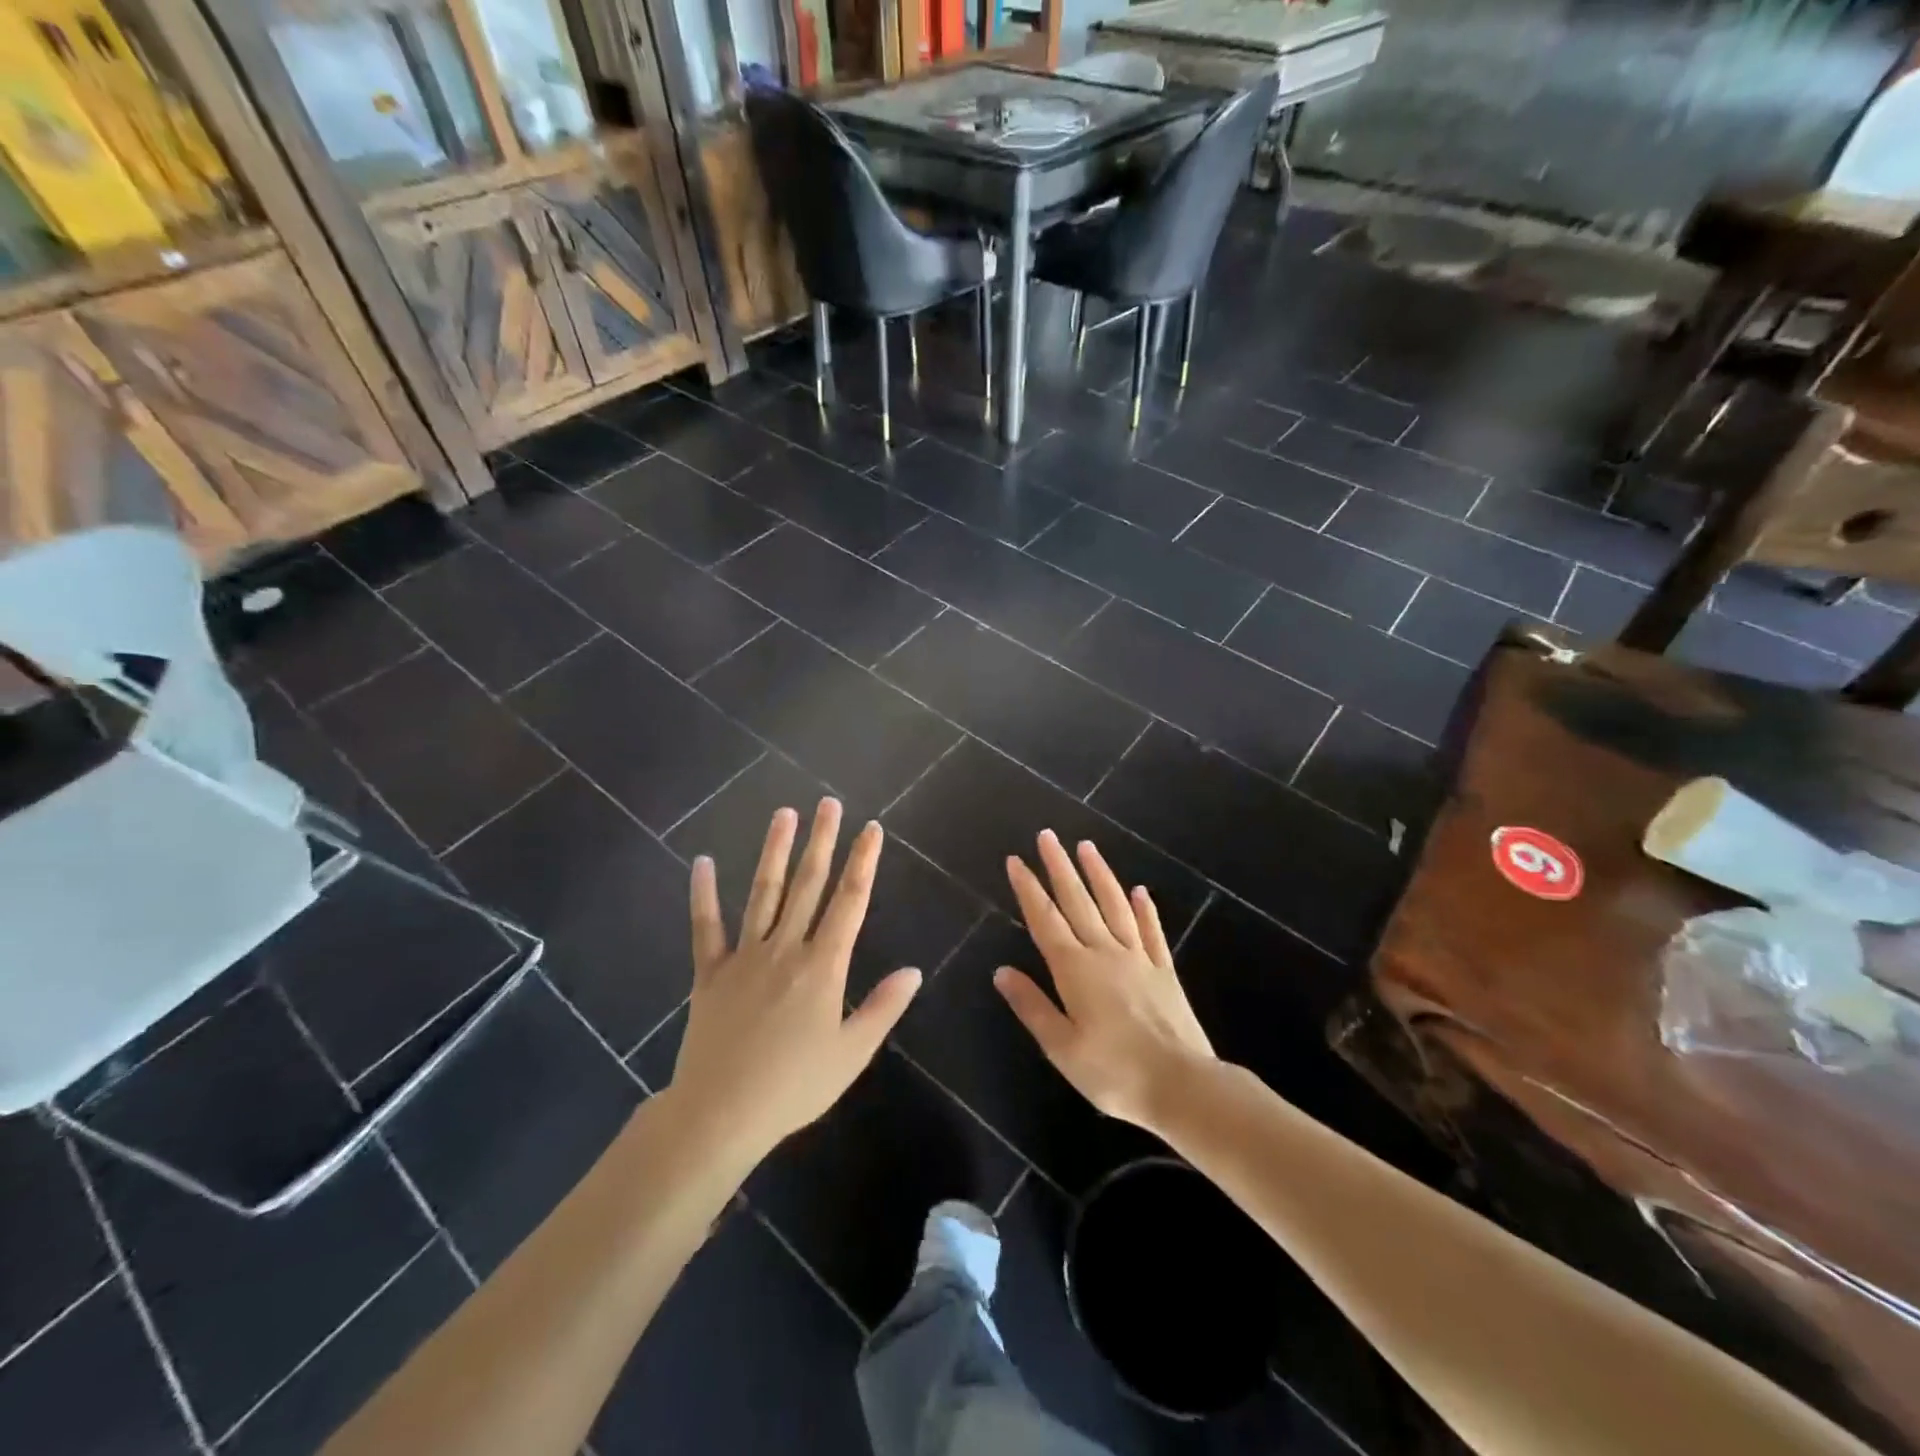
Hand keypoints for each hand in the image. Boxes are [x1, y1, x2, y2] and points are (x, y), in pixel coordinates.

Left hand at [668, 799, 921, 1165]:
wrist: (720, 1114)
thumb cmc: (794, 1086)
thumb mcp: (851, 1053)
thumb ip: (883, 1007)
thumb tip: (914, 970)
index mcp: (823, 966)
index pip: (850, 901)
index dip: (863, 862)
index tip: (871, 828)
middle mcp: (785, 948)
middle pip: (808, 885)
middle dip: (822, 841)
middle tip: (829, 803)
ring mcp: (744, 956)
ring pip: (763, 892)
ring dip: (775, 851)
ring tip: (784, 813)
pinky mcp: (710, 972)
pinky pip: (706, 926)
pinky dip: (703, 893)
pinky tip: (702, 861)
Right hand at [995, 830, 1215, 1131]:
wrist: (1183, 1086)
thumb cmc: (1114, 1072)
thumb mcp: (1061, 1047)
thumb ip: (1032, 1006)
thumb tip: (1001, 971)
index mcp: (1075, 969)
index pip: (1045, 919)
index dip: (1028, 889)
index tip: (1016, 860)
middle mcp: (1105, 953)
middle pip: (1078, 901)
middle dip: (1059, 867)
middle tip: (1047, 836)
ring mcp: (1138, 959)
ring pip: (1115, 906)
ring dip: (1099, 874)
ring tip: (1086, 846)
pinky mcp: (1164, 972)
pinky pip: (1151, 931)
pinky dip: (1144, 909)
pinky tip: (1140, 891)